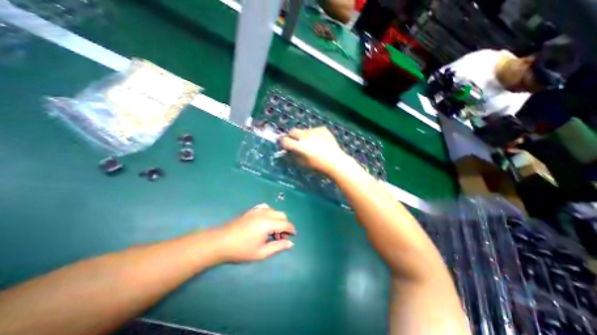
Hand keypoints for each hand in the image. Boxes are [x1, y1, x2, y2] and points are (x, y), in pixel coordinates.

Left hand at [218, 203, 295, 262]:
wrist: (221, 242)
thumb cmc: (242, 249)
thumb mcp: (261, 252)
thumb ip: (278, 246)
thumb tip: (291, 243)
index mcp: (268, 223)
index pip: (285, 223)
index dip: (291, 229)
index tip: (293, 236)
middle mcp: (265, 213)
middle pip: (282, 215)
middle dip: (285, 225)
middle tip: (281, 237)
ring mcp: (258, 210)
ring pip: (274, 211)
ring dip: (278, 219)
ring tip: (273, 231)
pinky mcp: (252, 210)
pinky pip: (266, 208)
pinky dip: (270, 214)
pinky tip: (265, 222)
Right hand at [280, 127, 350, 174]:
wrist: (336, 162)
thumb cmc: (319, 166)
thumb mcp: (304, 162)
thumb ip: (295, 154)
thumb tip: (290, 148)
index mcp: (301, 147)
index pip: (286, 141)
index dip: (283, 142)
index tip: (284, 144)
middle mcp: (307, 137)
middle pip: (293, 131)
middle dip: (291, 136)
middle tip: (294, 141)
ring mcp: (315, 131)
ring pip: (304, 130)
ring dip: (303, 135)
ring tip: (310, 143)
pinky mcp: (323, 129)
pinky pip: (314, 130)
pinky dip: (314, 134)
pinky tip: (319, 141)